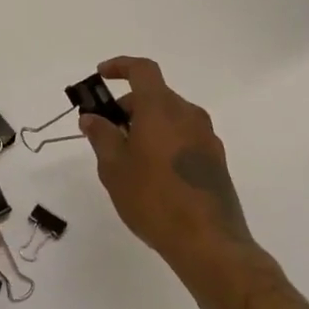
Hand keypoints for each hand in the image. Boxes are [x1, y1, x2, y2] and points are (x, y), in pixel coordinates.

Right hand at [82, 56, 253, 268]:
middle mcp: (188, 115)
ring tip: (126, 157)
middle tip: (105, 132)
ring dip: (146, 125)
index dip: (120, 66)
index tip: (101, 76)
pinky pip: (183, 136)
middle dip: (127, 107)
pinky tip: (151, 173)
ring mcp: (206, 137)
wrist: (209, 242)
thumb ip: (101, 136)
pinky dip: (164, 140)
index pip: (142, 70)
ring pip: (170, 117)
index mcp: (161, 109)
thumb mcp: (114, 168)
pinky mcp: (216, 160)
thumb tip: (92, 118)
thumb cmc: (153, 199)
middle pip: (154, 96)